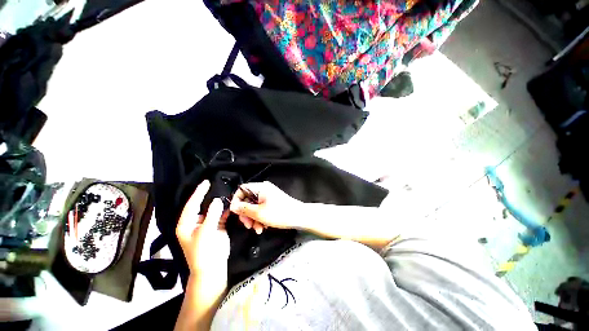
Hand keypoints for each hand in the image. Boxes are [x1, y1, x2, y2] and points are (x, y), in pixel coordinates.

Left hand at [176, 180, 229, 275]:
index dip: (198, 193)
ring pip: (213, 210)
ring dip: (219, 203)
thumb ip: (211, 215)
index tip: (206, 182)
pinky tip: (231, 205)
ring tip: (226, 193)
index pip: (192, 204)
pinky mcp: (217, 227)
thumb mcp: (205, 233)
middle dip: (209, 196)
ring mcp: (207, 224)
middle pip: (202, 205)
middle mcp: (196, 222)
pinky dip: (226, 211)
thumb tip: (217, 200)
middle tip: (217, 185)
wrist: (212, 268)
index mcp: (187, 224)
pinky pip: (221, 215)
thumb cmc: (203, 252)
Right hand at [230, 181, 301, 233]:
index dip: (236, 201)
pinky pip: (261, 208)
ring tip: (257, 229)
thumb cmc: (280, 213)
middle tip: (248, 225)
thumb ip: (244, 209)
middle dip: (246, 214)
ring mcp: (269, 196)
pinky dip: (260, 218)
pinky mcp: (272, 202)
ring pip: (254, 206)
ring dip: (253, 218)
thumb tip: (233, 206)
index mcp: (260, 187)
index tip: (236, 213)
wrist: (299, 216)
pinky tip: (262, 227)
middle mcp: (264, 189)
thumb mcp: (259, 213)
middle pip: (248, 199)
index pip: (242, 189)